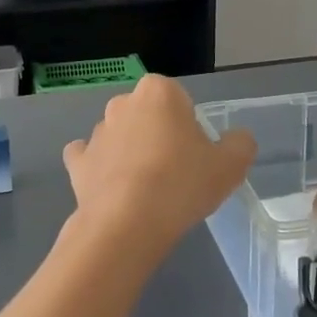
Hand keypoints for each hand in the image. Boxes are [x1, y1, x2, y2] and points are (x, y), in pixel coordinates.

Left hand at [60, 75, 255, 279]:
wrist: (127, 224)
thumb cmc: (182, 184)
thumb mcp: (231, 166)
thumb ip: (240, 144)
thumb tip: (236, 138)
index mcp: (159, 92)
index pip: (179, 99)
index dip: (190, 126)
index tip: (196, 154)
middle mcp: (123, 103)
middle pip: (148, 115)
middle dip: (158, 135)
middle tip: (176, 173)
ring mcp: (96, 132)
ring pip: (120, 136)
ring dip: (131, 153)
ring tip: (147, 191)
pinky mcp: (77, 161)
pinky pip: (90, 158)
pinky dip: (100, 169)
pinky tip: (113, 190)